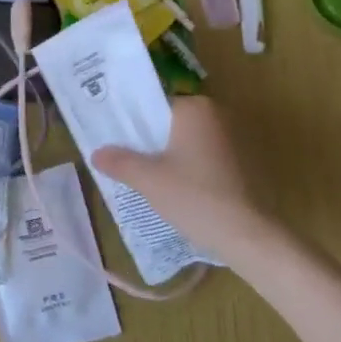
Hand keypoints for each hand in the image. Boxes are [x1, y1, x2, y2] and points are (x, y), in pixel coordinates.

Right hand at [90, 96, 277, 265]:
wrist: (244, 235)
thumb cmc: (193, 196)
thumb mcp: (147, 179)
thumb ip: (119, 162)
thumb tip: (95, 153)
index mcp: (194, 108)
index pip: (152, 106)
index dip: (130, 122)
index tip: (112, 138)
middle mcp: (214, 116)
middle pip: (167, 123)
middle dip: (146, 140)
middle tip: (119, 156)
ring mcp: (229, 139)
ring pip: (182, 142)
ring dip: (164, 155)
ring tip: (138, 173)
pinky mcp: (236, 163)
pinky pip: (198, 156)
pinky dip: (182, 166)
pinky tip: (167, 186)